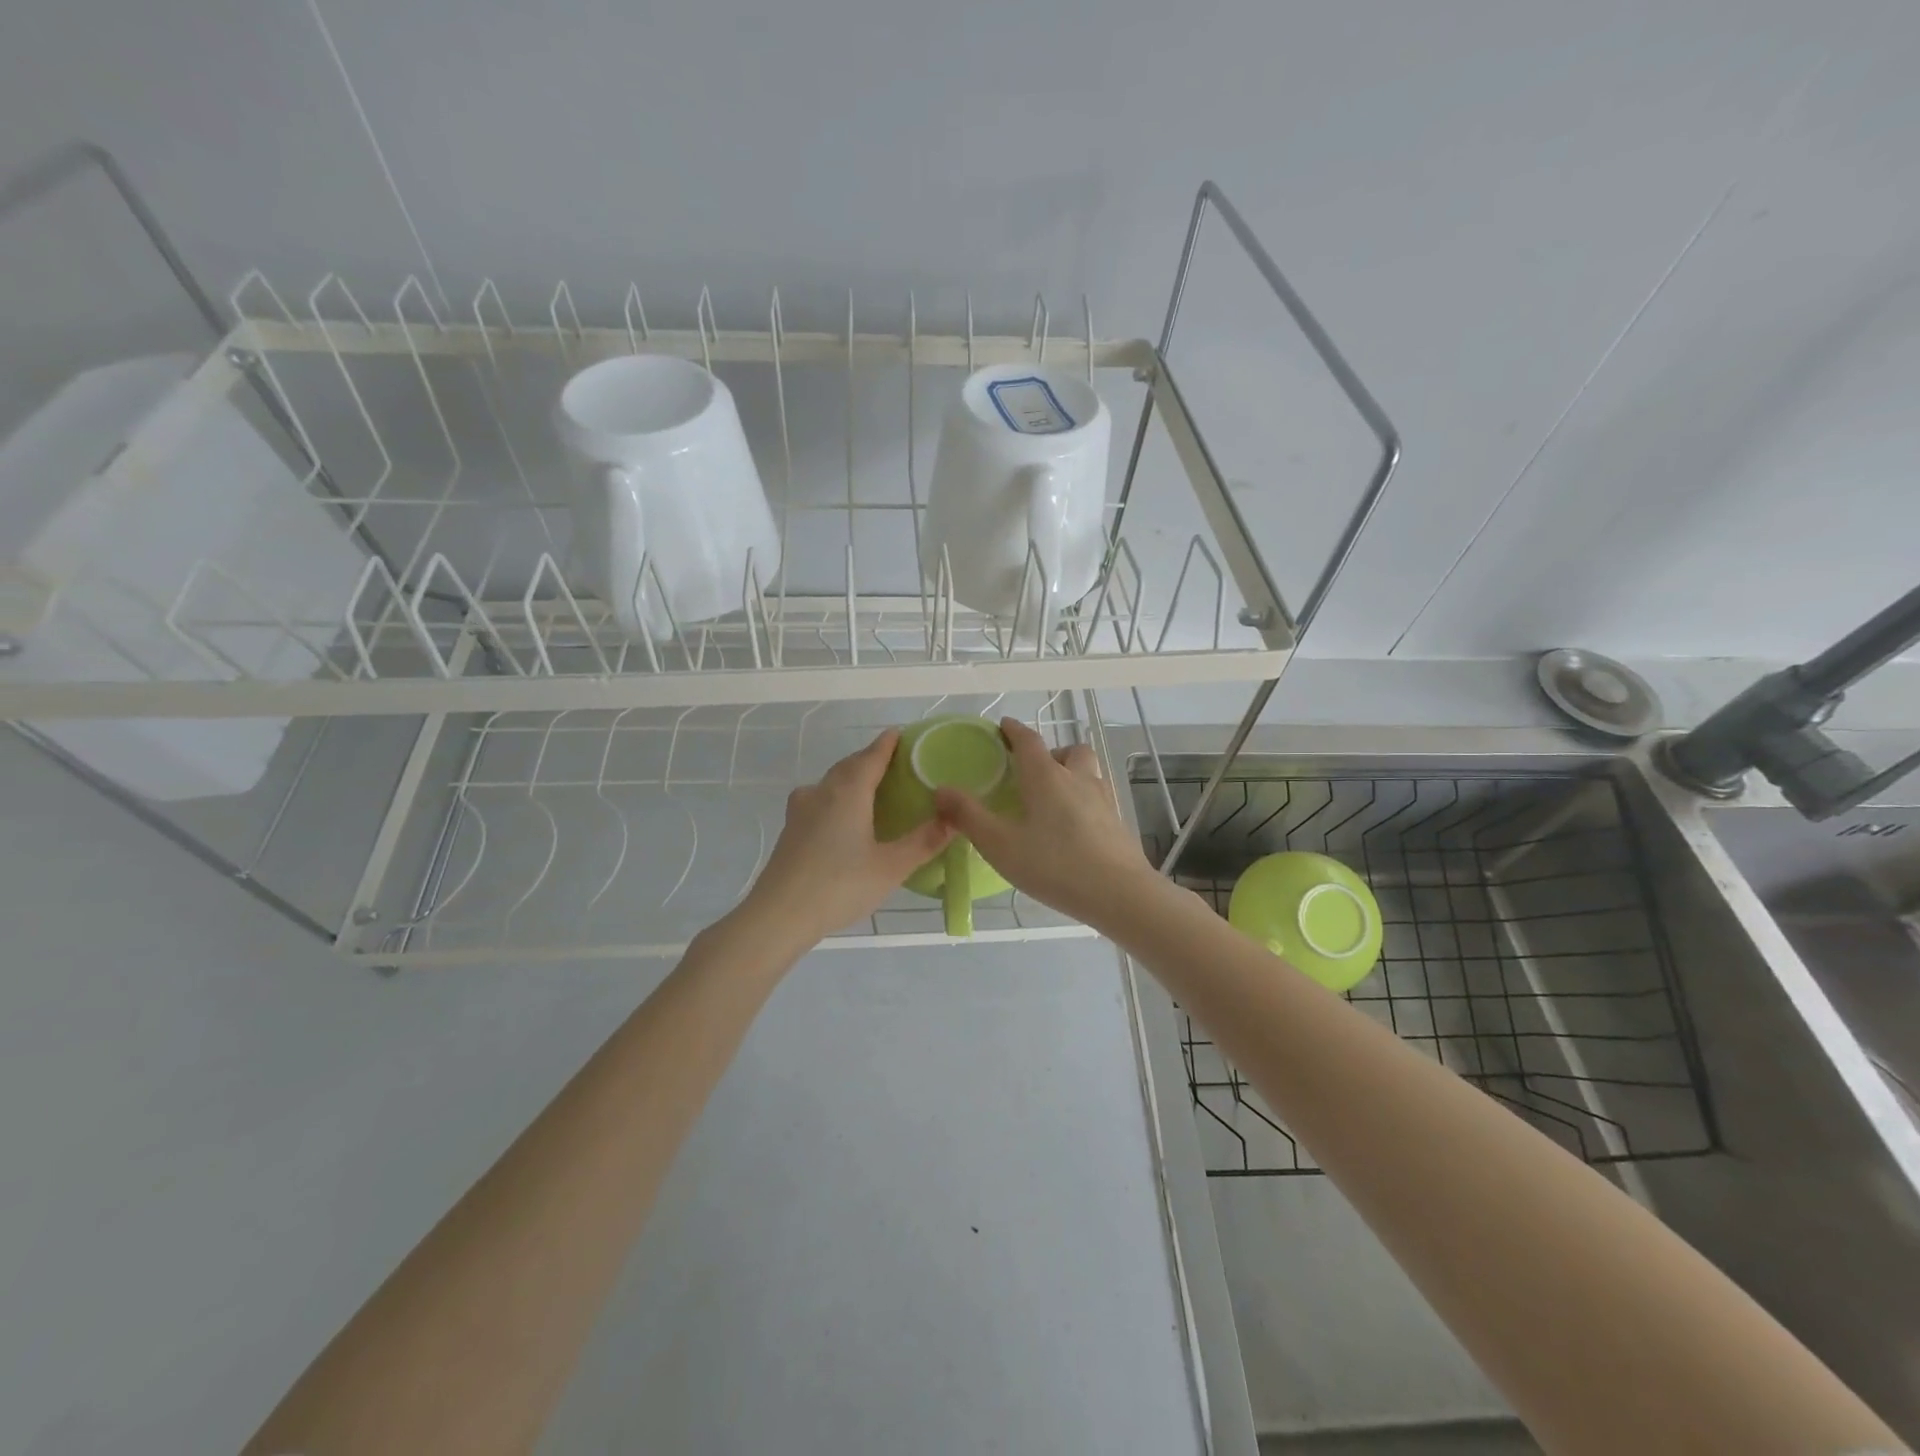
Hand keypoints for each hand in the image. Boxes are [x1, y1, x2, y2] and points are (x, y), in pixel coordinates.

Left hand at [740, 729, 952, 944]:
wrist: (779, 915)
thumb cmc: (840, 886)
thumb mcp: (891, 867)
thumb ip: (923, 842)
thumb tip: (953, 819)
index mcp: (848, 792)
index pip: (871, 757)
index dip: (887, 744)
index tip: (899, 733)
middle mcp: (822, 792)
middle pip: (849, 766)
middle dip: (870, 760)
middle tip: (893, 763)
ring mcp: (801, 810)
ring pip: (830, 783)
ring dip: (850, 778)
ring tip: (870, 789)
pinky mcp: (790, 830)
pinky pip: (819, 800)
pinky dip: (836, 798)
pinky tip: (842, 818)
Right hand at [933, 717, 1157, 930]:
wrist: (1120, 894)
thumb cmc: (1055, 865)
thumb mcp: (1000, 844)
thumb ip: (969, 816)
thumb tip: (941, 790)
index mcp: (1046, 776)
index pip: (1028, 740)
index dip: (1013, 730)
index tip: (1003, 727)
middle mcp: (1078, 778)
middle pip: (1068, 750)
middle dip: (1050, 753)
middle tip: (1032, 773)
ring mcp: (1103, 799)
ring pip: (1088, 771)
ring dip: (1071, 773)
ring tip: (1053, 798)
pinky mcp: (1118, 822)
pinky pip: (1098, 797)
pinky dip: (1084, 800)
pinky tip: (1074, 827)